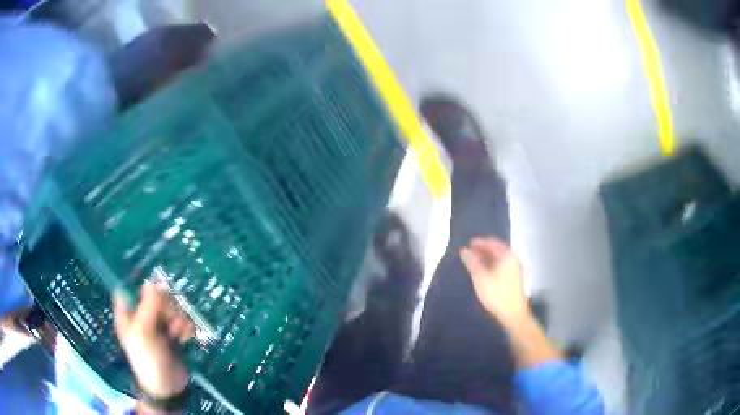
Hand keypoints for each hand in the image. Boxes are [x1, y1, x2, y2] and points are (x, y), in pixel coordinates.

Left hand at [113, 283, 194, 399]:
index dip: (142, 288)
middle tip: (170, 320)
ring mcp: (158, 325)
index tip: (154, 295)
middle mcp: (142, 316)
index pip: (131, 289)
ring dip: (178, 318)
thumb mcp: (143, 333)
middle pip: (156, 296)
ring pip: (171, 307)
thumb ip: (148, 307)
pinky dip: (185, 327)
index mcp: (128, 314)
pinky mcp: (172, 333)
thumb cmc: (148, 360)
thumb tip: (152, 282)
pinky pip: (181, 320)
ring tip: (178, 334)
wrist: (168, 388)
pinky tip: (185, 338)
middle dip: (167, 307)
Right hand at [460, 237, 529, 321]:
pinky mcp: (515, 278)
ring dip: (487, 257)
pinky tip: (484, 271)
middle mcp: (513, 259)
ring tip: (474, 261)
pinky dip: (493, 264)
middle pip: (497, 249)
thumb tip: (464, 250)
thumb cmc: (497, 294)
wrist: (513, 314)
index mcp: (507, 256)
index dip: (480, 242)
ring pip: (500, 258)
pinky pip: (502, 265)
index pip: (492, 243)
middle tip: (470, 252)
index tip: (469, 243)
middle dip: (483, 249)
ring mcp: (515, 269)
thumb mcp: (481, 277)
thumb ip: (472, 262)